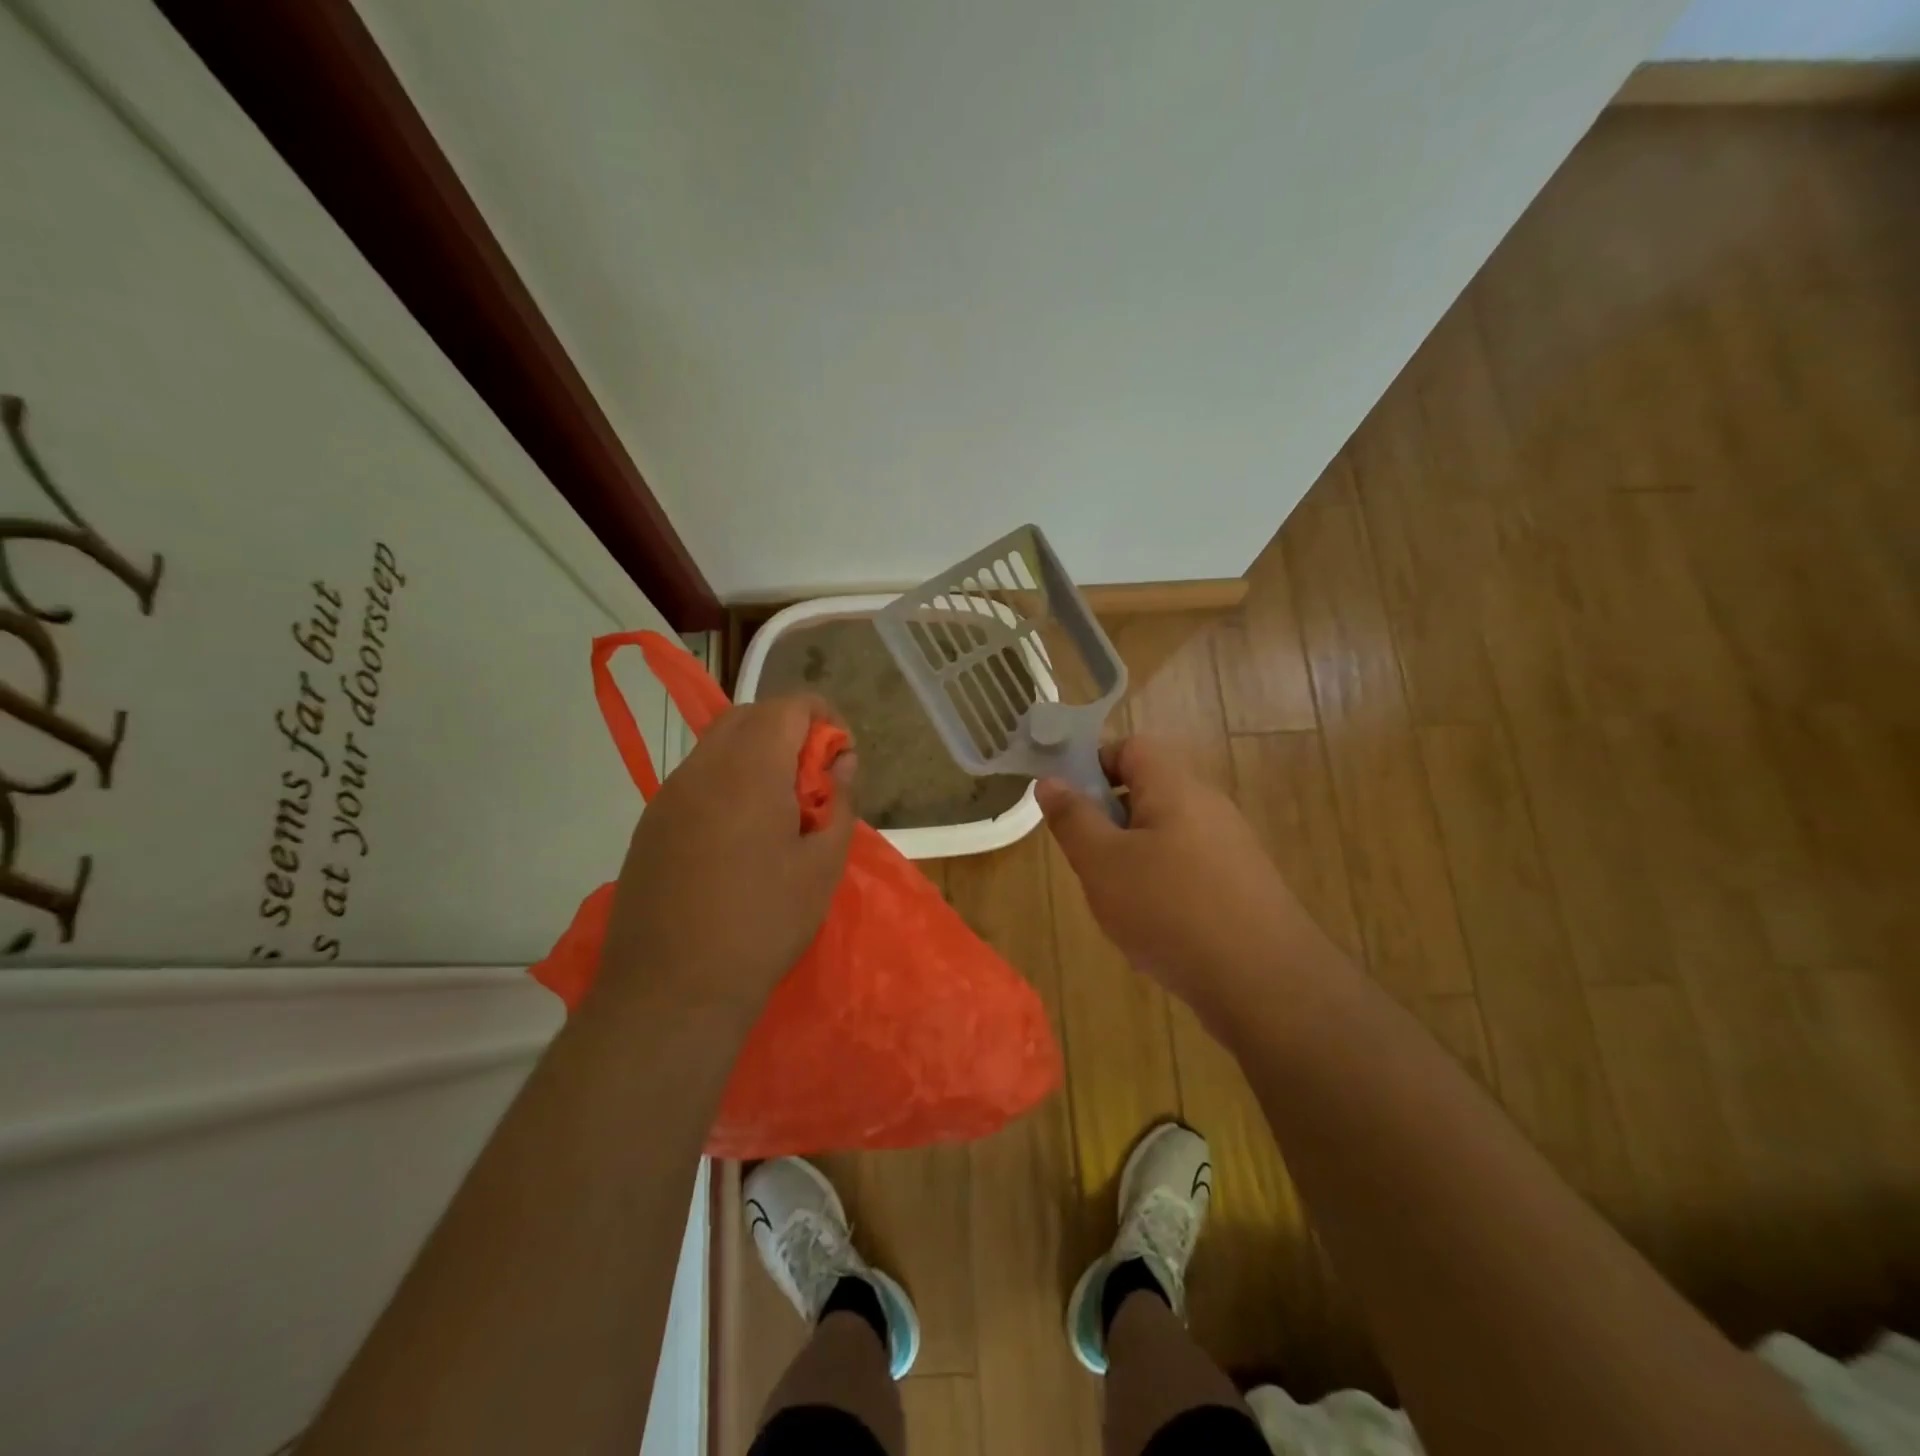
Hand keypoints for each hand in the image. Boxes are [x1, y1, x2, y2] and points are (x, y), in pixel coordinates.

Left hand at [595, 696, 855, 1020]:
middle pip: (749, 717)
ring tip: (779, 811)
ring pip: (718, 745)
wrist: (671, 990)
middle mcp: (702, 768)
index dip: (824, 720)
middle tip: (813, 783)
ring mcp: (668, 795)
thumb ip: (838, 803)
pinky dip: (727, 783)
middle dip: (789, 732)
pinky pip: (696, 779)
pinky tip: (740, 837)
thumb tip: (840, 767)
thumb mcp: (822, 866)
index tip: (841, 761)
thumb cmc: (763, 924)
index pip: (789, 707)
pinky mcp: (650, 825)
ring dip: (756, 757)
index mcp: (749, 770)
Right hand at [1038, 737, 1339, 1029]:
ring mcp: (1231, 848)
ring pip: (1164, 836)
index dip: (1093, 763)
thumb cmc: (1170, 910)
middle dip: (1108, 821)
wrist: (1265, 982)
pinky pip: (1188, 870)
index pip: (1131, 747)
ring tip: (1116, 902)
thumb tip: (1051, 780)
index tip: (1067, 803)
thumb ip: (1073, 818)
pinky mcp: (1241, 886)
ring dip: (1131, 859)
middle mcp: (1208, 806)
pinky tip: (1154, 930)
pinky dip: (1161, 887)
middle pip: (1147, 792)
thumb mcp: (1103, 863)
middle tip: (1087, 860)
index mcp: (1175, 787)